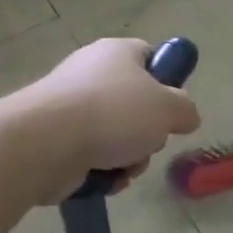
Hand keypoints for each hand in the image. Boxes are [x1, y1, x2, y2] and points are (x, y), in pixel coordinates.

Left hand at [22, 39, 201, 201]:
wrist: (46, 143)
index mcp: (117, 52)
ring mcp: (69, 107)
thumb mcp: (169, 108)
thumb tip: (186, 116)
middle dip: (148, 132)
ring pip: (116, 135)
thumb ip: (186, 109)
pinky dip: (103, 172)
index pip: (149, 56)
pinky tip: (105, 179)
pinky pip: (92, 156)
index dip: (165, 81)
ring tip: (124, 167)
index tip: (172, 107)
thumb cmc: (114, 113)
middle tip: (150, 142)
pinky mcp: (55, 139)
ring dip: (129, 158)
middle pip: (135, 104)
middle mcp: (91, 73)